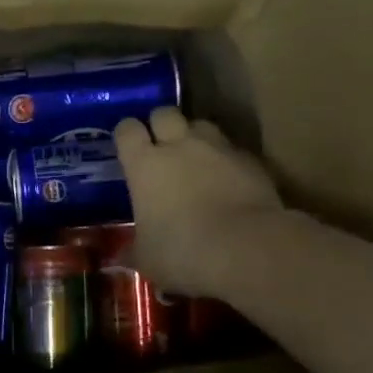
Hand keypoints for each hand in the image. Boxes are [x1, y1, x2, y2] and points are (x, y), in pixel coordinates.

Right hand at [114, 107, 284, 298]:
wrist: (246, 247)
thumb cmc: (181, 251)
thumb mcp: (147, 259)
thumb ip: (134, 250)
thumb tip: (121, 256)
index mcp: (144, 164)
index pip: (127, 130)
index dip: (126, 135)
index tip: (126, 147)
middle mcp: (179, 145)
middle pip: (165, 113)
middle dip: (160, 125)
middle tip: (160, 146)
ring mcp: (218, 148)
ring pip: (202, 124)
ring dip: (195, 137)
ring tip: (195, 158)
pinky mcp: (251, 160)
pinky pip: (232, 149)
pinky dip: (226, 160)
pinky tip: (227, 181)